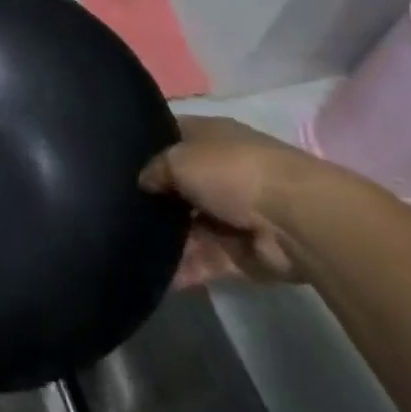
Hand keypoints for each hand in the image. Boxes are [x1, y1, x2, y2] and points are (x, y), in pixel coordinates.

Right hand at [138, 116, 340, 285]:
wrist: (294, 220)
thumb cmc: (232, 170)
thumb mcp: (179, 158)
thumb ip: (155, 169)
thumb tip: (143, 182)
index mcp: (209, 136)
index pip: (172, 136)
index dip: (147, 145)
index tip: (116, 158)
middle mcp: (220, 171)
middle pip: (179, 185)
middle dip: (155, 198)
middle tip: (119, 208)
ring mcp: (232, 214)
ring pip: (190, 225)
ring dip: (167, 237)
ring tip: (129, 243)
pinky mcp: (241, 254)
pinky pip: (205, 260)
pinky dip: (185, 269)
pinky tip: (154, 275)